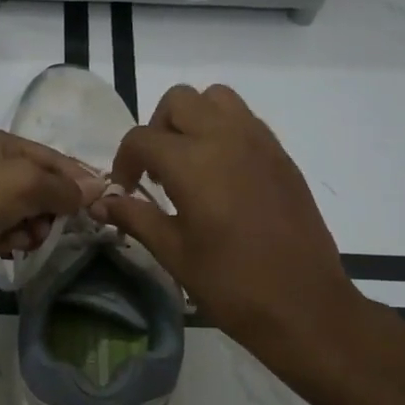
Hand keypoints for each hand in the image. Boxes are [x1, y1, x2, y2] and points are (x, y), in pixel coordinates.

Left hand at [0, 127, 102, 310]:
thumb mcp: (20, 182)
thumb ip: (60, 186)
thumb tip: (96, 189)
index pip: (49, 157)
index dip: (77, 177)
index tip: (106, 200)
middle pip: (40, 184)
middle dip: (58, 202)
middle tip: (74, 223)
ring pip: (28, 211)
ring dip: (40, 223)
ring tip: (36, 236)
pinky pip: (12, 232)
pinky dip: (21, 238)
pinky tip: (21, 246)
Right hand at [94, 84, 368, 370]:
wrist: (304, 305)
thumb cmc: (231, 283)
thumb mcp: (174, 253)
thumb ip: (136, 217)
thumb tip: (100, 202)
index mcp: (193, 162)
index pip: (141, 138)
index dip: (124, 162)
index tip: (126, 190)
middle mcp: (225, 137)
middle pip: (179, 101)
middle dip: (157, 129)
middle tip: (157, 170)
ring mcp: (259, 142)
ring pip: (216, 98)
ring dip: (193, 119)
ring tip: (190, 163)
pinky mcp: (281, 155)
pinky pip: (245, 120)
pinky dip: (224, 130)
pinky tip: (222, 175)